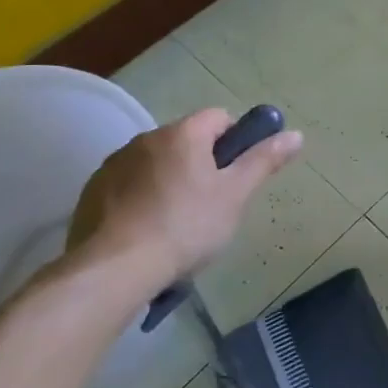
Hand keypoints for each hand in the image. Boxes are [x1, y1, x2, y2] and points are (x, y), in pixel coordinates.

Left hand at [64, 109, 302, 298]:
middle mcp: (146, 138)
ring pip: (156, 162)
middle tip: (213, 203)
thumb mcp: (235, 195)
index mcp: (183, 133)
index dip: (236, 140)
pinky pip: (128, 184)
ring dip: (170, 180)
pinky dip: (141, 198)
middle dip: (202, 164)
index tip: (237, 173)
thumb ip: (264, 161)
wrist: (114, 270)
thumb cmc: (186, 226)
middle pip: (186, 140)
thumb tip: (295, 134)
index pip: (219, 117)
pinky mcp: (92, 192)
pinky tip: (146, 231)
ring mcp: (114, 164)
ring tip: (177, 222)